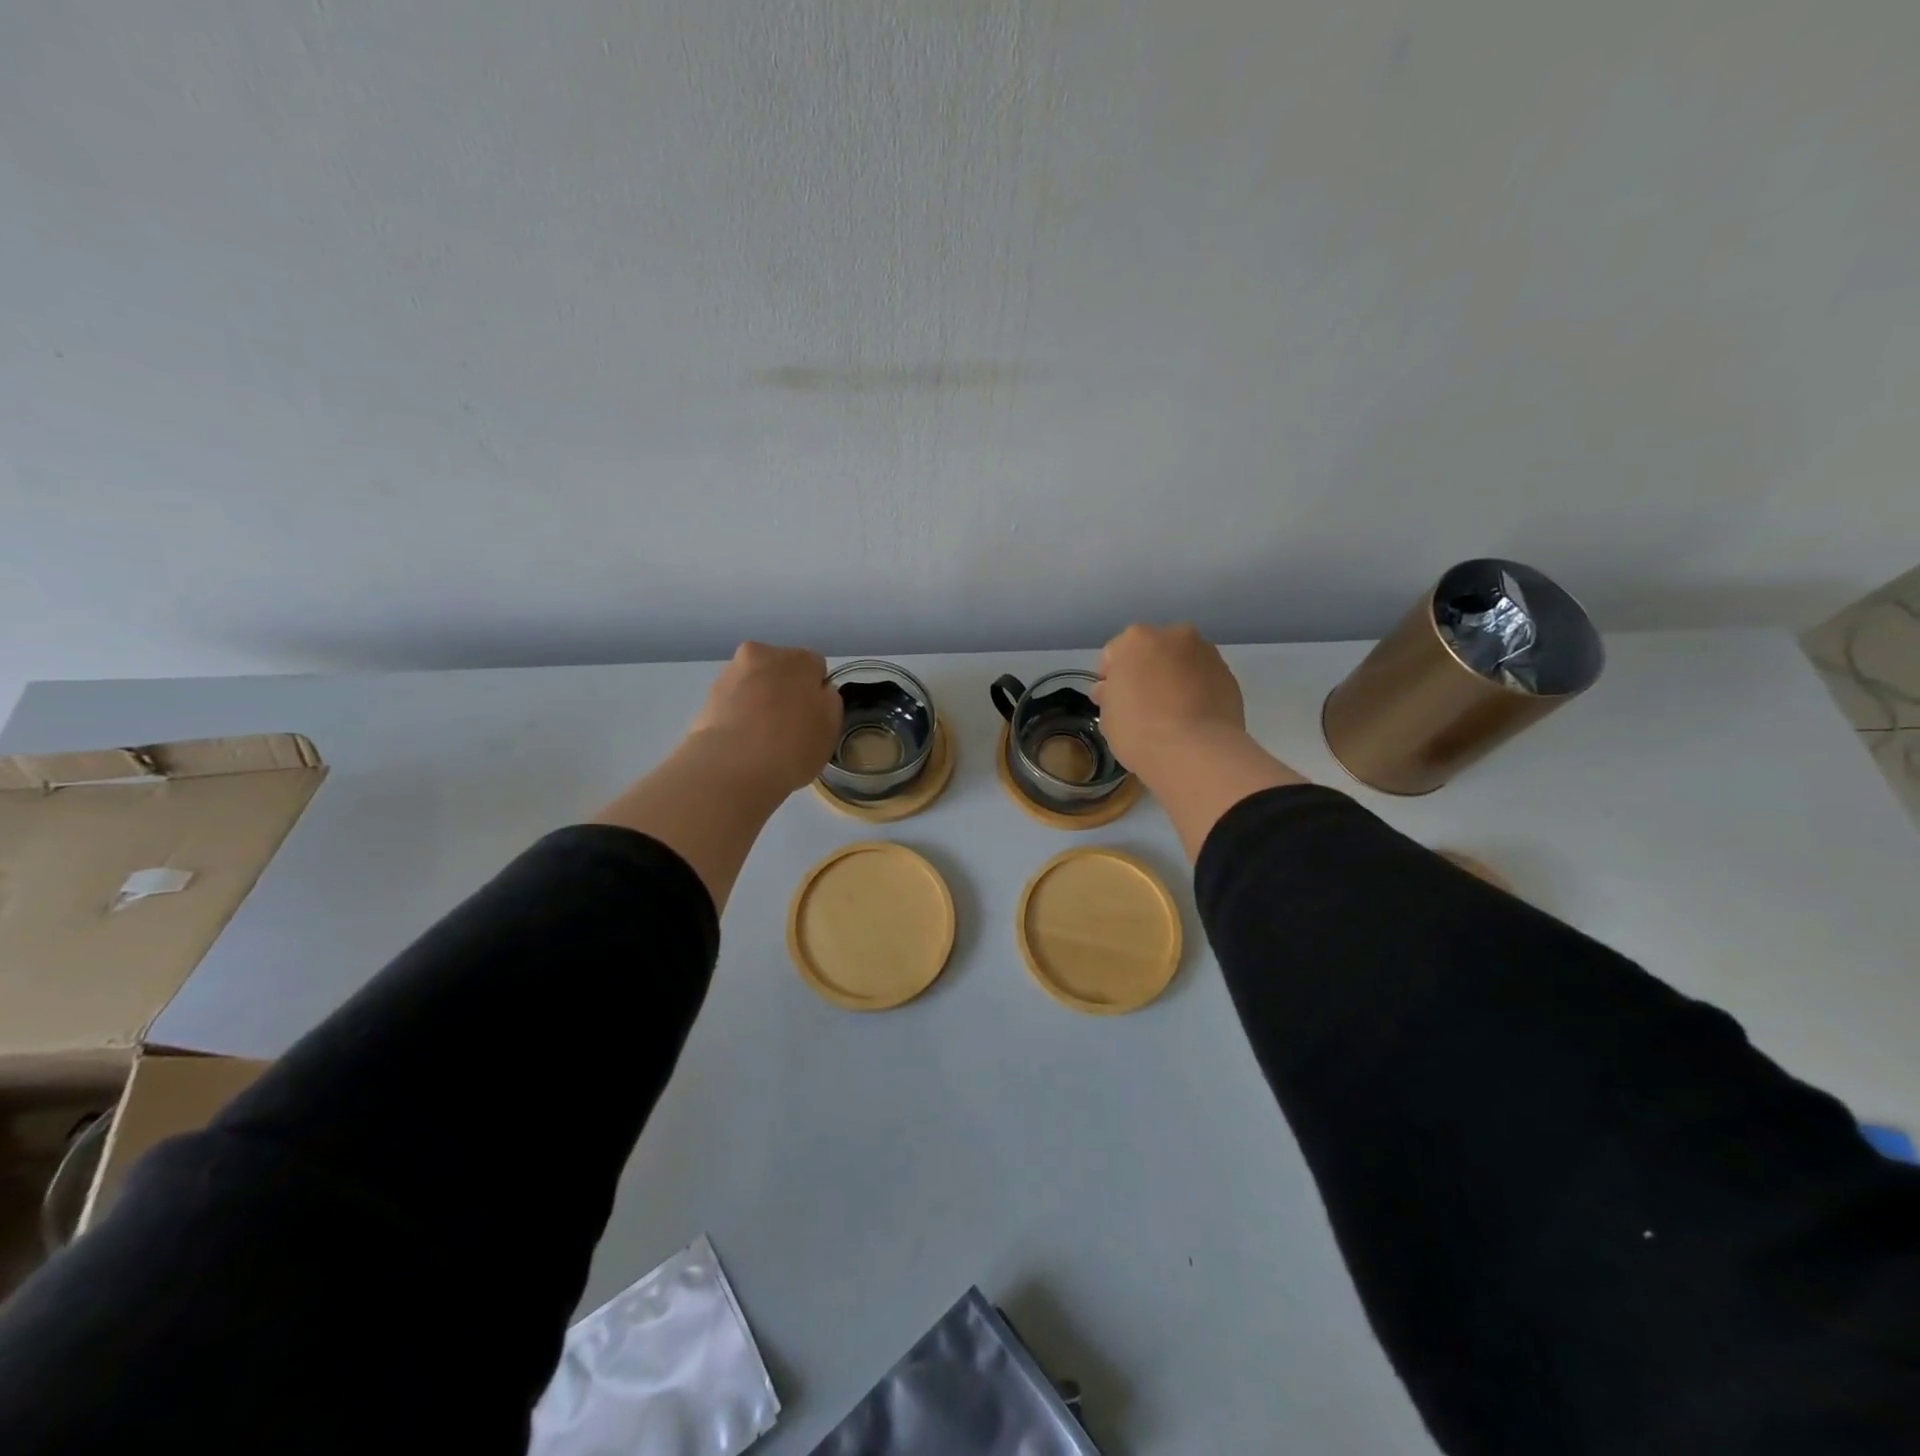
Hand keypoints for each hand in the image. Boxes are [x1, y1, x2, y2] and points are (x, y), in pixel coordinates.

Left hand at [688, 642, 841, 797]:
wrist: (732, 768)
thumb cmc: (792, 745)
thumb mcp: (832, 726)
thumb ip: (829, 701)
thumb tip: (816, 693)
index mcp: (797, 658)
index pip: (815, 668)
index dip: (816, 693)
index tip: (813, 718)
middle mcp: (761, 655)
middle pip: (780, 671)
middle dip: (784, 691)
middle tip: (788, 727)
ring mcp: (729, 675)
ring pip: (753, 685)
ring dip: (759, 702)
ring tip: (762, 740)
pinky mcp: (706, 698)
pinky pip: (732, 704)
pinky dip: (738, 716)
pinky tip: (742, 744)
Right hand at [1095, 623, 1246, 778]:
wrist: (1195, 752)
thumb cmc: (1139, 730)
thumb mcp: (1107, 716)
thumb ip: (1109, 694)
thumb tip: (1112, 690)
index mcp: (1136, 639)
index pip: (1114, 653)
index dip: (1110, 678)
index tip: (1112, 702)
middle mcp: (1174, 635)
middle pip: (1153, 651)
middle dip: (1146, 671)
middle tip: (1142, 704)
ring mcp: (1207, 653)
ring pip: (1182, 662)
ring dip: (1174, 678)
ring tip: (1172, 713)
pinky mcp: (1230, 675)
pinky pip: (1204, 679)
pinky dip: (1197, 691)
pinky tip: (1192, 718)